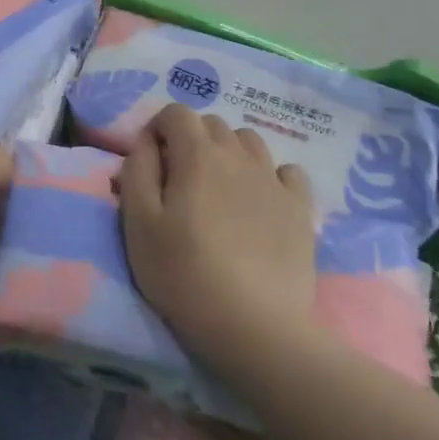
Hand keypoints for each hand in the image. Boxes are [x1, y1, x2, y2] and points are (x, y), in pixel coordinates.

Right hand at [119, 104, 315, 348]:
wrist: (254, 327)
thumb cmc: (183, 272)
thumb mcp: (138, 221)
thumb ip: (137, 170)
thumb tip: (147, 142)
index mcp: (197, 154)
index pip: (176, 112)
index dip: (158, 129)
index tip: (151, 161)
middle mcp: (238, 156)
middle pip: (212, 124)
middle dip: (191, 139)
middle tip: (180, 179)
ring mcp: (274, 181)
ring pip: (249, 142)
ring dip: (229, 152)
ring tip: (219, 190)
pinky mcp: (301, 210)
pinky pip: (287, 172)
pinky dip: (270, 176)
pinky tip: (260, 202)